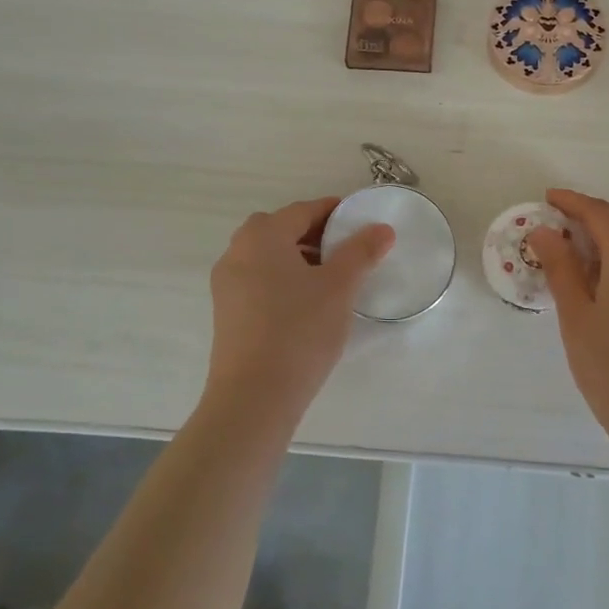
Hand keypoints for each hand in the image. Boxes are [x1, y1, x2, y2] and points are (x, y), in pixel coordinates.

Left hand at [205, 197, 395, 425]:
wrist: (254, 397)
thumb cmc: (299, 330)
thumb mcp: (339, 287)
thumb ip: (361, 252)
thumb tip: (382, 228)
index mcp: (262, 237)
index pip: (302, 210)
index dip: (333, 212)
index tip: (359, 221)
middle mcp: (237, 252)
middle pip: (280, 229)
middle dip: (313, 233)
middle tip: (344, 249)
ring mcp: (226, 285)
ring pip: (267, 256)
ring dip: (297, 257)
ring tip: (330, 278)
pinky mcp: (226, 313)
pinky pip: (258, 280)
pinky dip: (282, 279)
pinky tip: (306, 303)